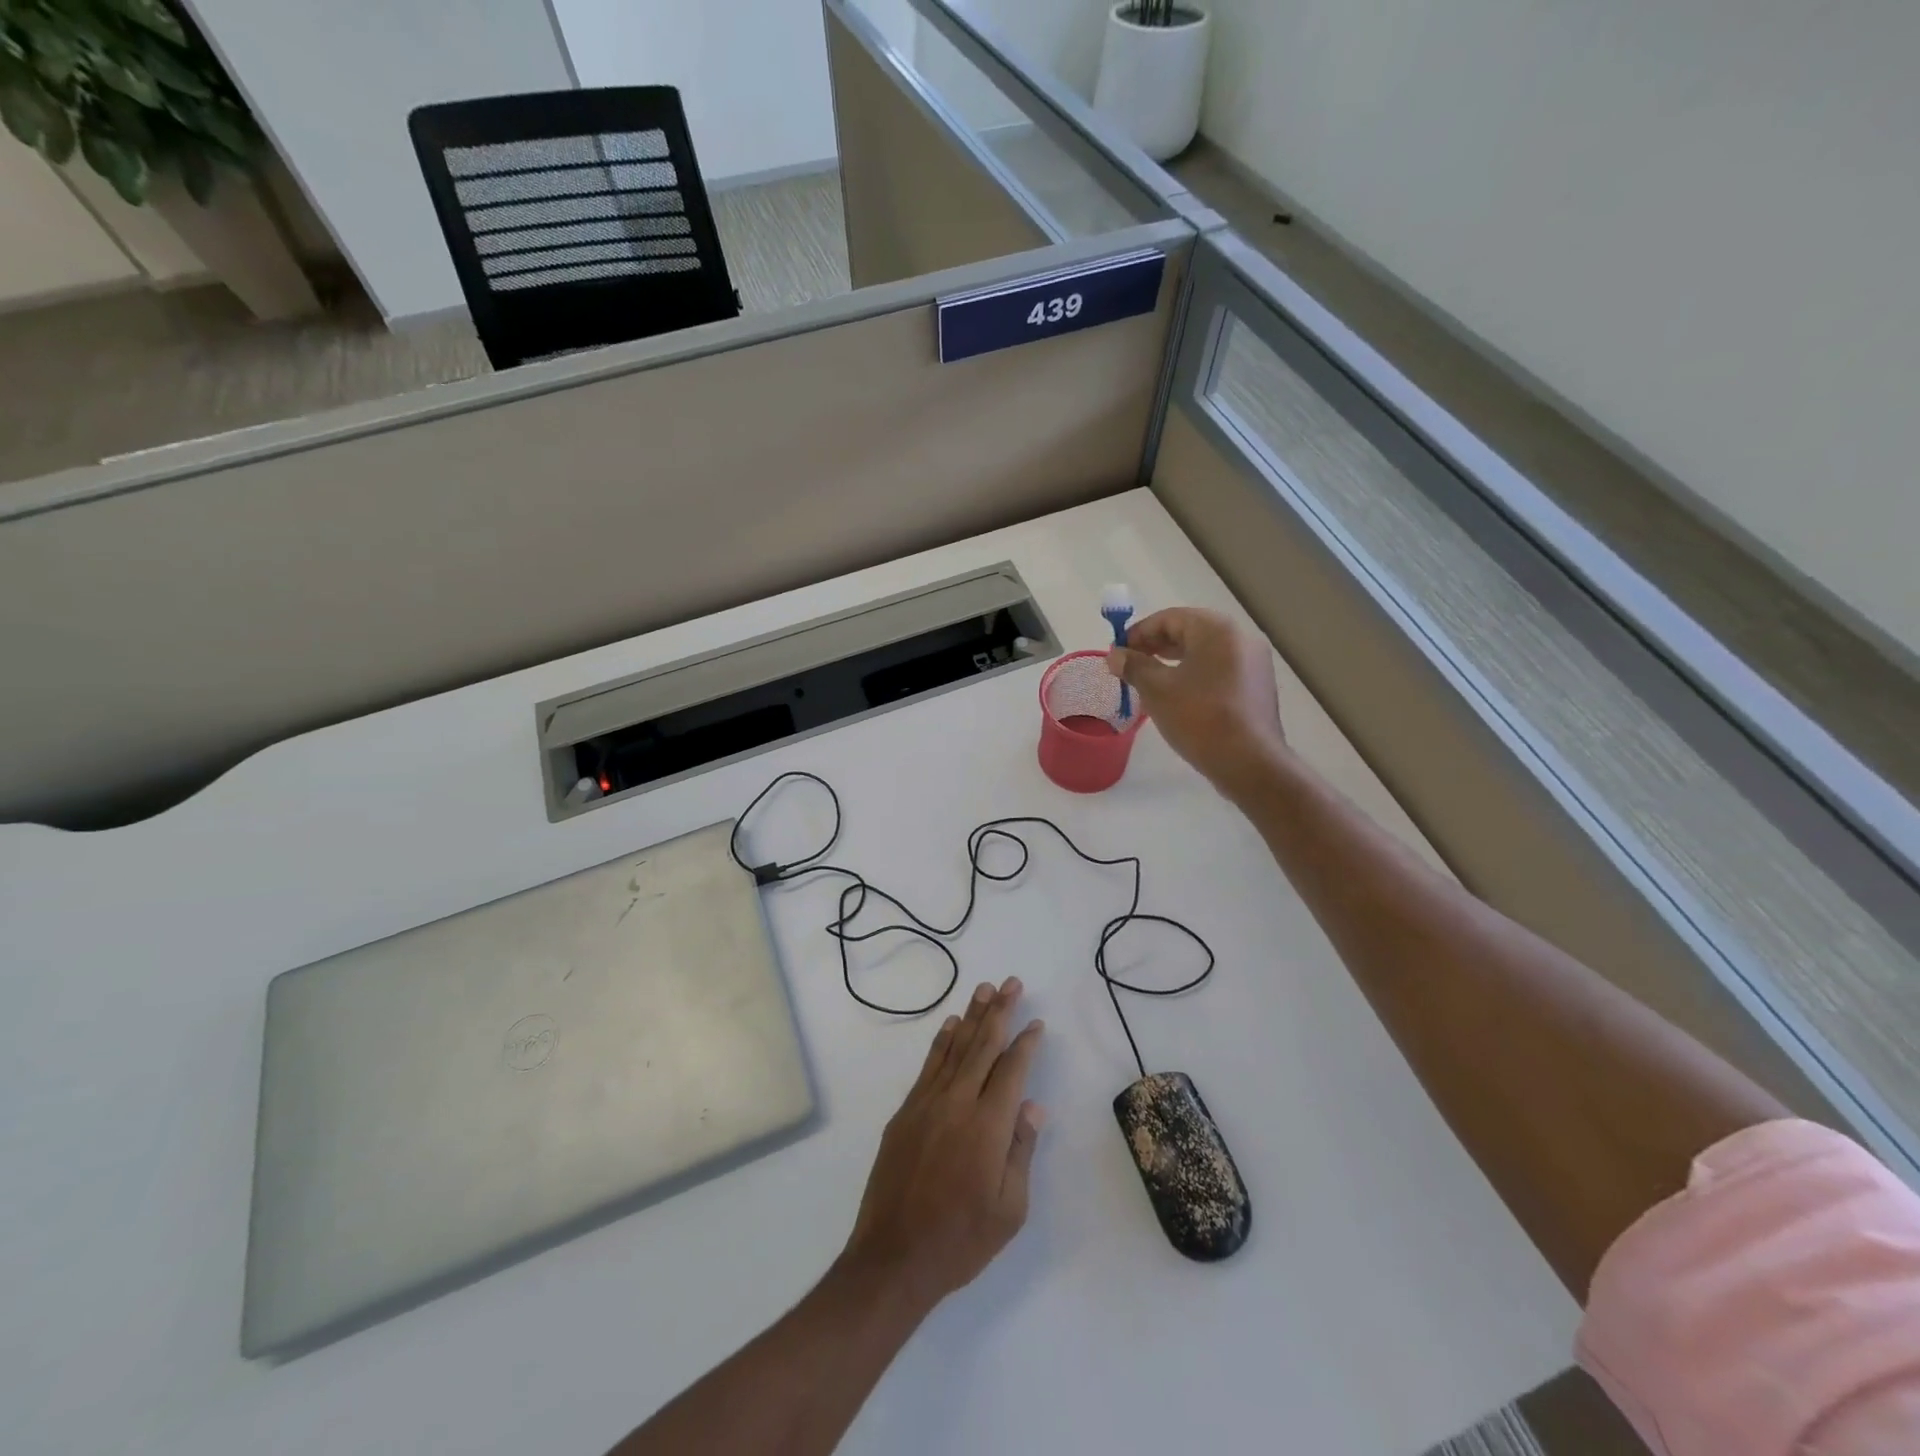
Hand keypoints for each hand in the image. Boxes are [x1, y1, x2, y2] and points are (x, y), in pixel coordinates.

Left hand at [841, 978, 1044, 1313]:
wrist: (894, 1257)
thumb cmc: (961, 1240)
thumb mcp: (1009, 1209)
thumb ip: (1021, 1151)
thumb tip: (1033, 1106)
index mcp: (988, 1126)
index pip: (1012, 1070)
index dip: (1026, 1043)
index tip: (1037, 1023)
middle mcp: (958, 1103)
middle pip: (983, 1046)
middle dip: (1000, 1012)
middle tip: (1012, 982)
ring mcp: (927, 1103)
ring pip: (955, 1048)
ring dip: (972, 1016)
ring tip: (984, 989)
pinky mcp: (906, 1112)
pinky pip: (929, 1065)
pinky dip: (942, 1041)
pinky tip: (951, 1025)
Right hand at [1109, 607, 1285, 789]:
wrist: (1249, 763)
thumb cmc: (1200, 718)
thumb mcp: (1157, 690)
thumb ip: (1133, 666)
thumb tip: (1115, 655)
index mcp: (1217, 629)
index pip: (1169, 618)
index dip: (1138, 633)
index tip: (1118, 653)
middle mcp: (1240, 637)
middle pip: (1189, 631)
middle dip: (1155, 646)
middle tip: (1130, 666)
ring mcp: (1253, 662)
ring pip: (1204, 652)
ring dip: (1173, 661)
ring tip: (1148, 681)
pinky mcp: (1256, 686)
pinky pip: (1218, 669)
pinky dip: (1194, 674)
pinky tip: (1177, 696)